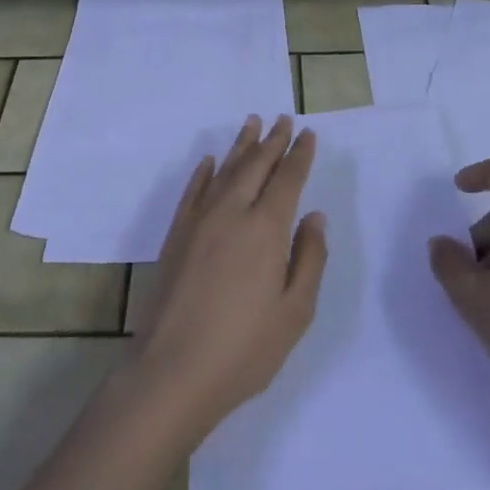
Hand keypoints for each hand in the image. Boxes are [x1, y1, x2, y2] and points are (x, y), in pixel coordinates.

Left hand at [130, 116, 327, 440]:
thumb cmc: (245, 348)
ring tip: (252, 122)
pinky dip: (204, 171)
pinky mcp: (176, 233)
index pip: (287, 179)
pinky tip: (211, 160)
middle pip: (255, 165)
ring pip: (225, 169)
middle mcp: (232, 212)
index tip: (308, 134)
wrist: (173, 369)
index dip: (299, 155)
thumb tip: (315, 217)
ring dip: (241, 145)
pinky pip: (193, 190)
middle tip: (283, 119)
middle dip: (272, 140)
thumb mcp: (295, 312)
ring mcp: (199, 220)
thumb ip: (309, 259)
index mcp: (266, 228)